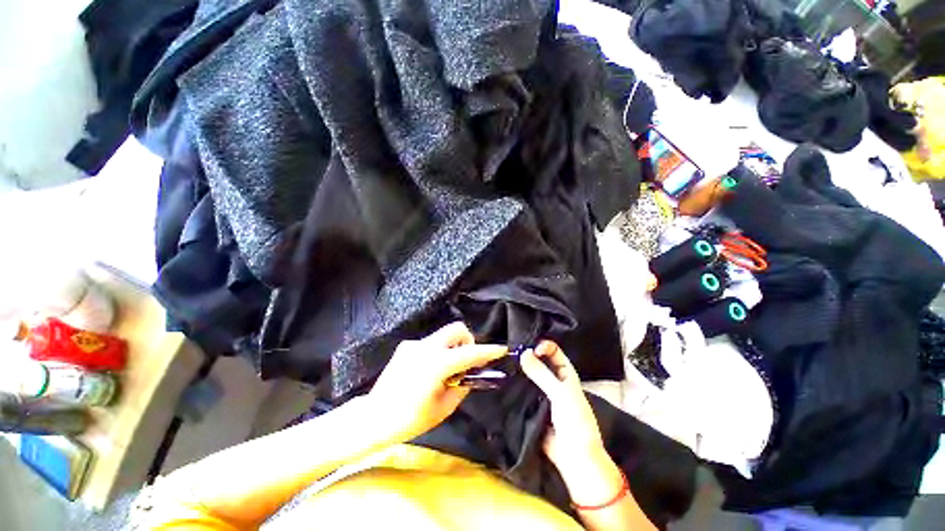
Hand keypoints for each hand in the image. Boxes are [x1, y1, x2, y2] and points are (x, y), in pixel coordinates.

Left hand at [368, 322, 506, 442]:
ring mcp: (414, 344)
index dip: (488, 351)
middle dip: (468, 340)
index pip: (470, 353)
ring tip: (446, 370)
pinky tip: (428, 371)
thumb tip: (471, 374)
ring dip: (452, 347)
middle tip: (467, 360)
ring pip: (443, 335)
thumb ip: (462, 387)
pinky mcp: (406, 346)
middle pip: (456, 328)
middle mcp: (426, 347)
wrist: (373, 417)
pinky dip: (437, 352)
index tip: (502, 349)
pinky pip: (430, 343)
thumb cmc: (410, 419)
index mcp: (437, 364)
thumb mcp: (443, 408)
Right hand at [520, 341, 623, 507]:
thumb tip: (523, 352)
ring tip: (504, 364)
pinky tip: (503, 380)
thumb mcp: (561, 394)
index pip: (553, 351)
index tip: (530, 350)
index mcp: (565, 373)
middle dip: (527, 356)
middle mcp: (553, 380)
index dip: (543, 346)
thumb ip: (542, 373)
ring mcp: (541, 393)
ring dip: (519, 371)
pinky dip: (514, 386)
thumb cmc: (575, 421)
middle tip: (510, 353)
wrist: (573, 457)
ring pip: (529, 376)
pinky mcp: (532, 405)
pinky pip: (522, 391)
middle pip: (538, 362)